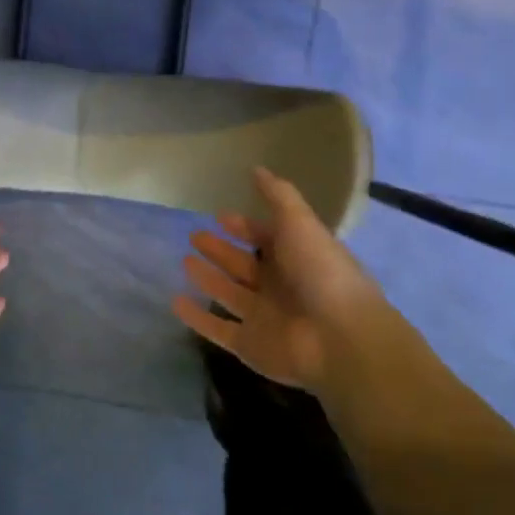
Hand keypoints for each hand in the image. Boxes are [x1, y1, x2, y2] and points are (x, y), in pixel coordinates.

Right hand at [174, 166, 388, 392]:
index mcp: (297, 258)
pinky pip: (217, 329)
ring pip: (229, 294)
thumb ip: (278, 196)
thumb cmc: (321, 274)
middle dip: (220, 250)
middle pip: (244, 265)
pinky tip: (175, 301)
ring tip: (184, 260)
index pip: (266, 239)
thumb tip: (256, 169)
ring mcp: (264, 318)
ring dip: (208, 278)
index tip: (219, 216)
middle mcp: (280, 288)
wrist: (339, 339)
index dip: (245, 227)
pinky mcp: (249, 346)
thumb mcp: (300, 224)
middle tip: (194, 235)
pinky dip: (196, 317)